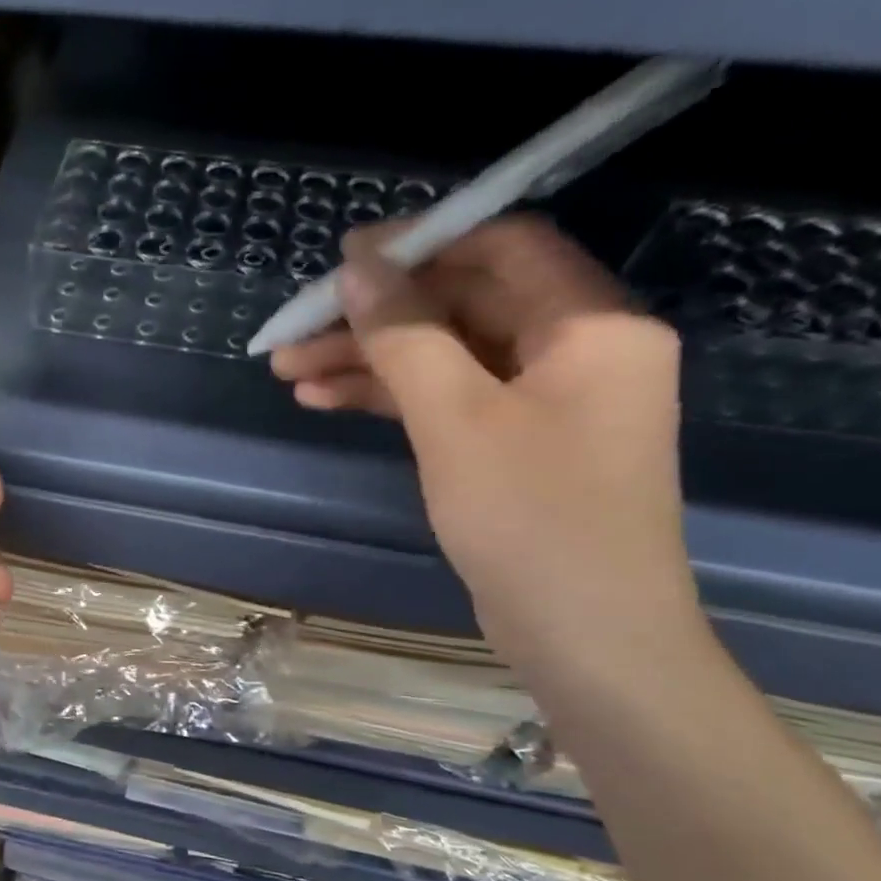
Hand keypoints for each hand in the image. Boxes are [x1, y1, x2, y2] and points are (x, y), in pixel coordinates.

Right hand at [269, 217, 698, 667]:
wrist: (584, 636)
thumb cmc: (532, 520)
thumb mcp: (458, 419)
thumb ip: (406, 336)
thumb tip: (358, 269)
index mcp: (590, 324)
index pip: (502, 246)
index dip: (420, 244)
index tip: (343, 259)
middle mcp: (575, 350)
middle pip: (463, 305)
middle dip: (375, 318)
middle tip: (296, 331)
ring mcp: (543, 402)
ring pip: (446, 357)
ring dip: (370, 361)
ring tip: (290, 373)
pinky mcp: (514, 447)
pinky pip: (448, 401)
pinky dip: (391, 398)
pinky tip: (327, 401)